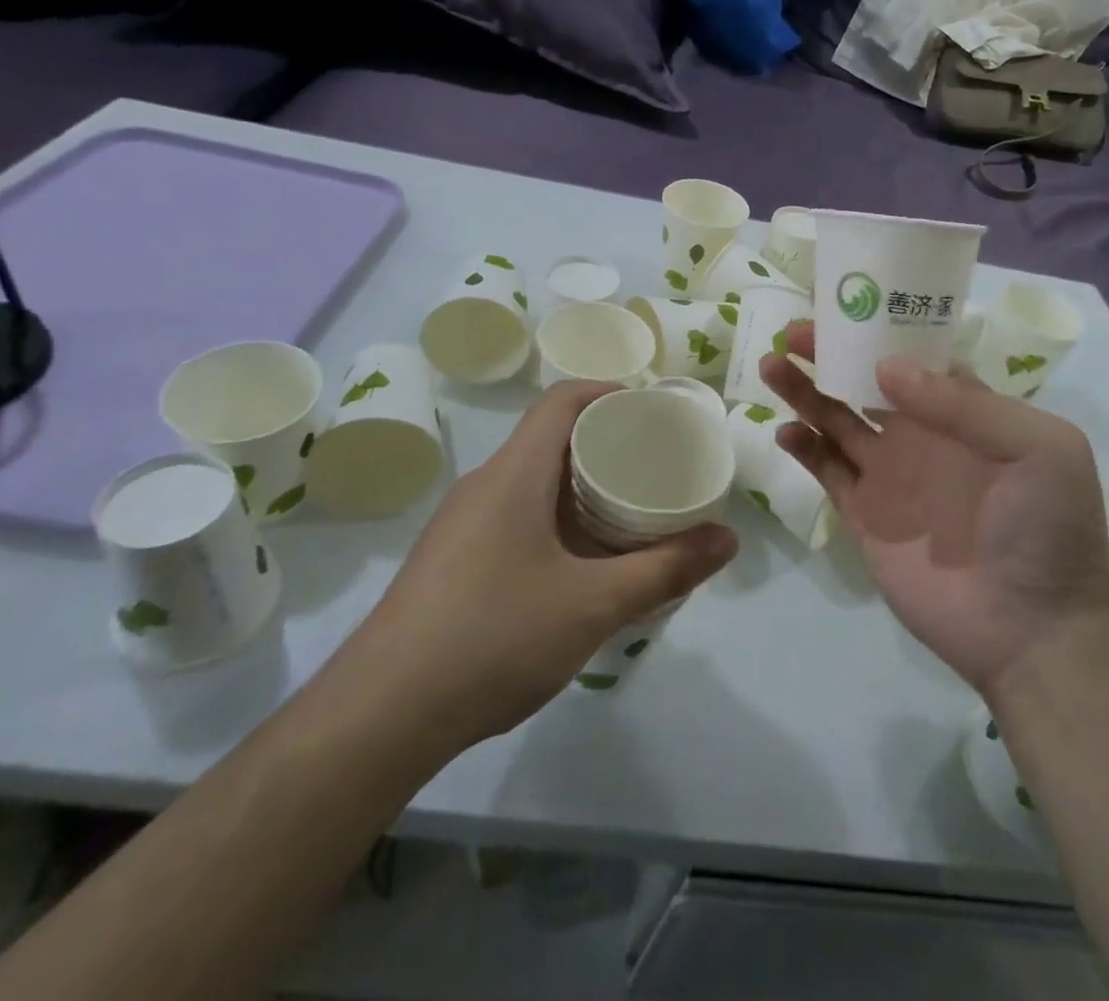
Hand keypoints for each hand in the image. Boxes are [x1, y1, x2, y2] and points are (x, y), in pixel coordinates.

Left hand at [348, 382, 736, 750]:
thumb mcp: (593, 606)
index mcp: (514, 473)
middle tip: (656, 470)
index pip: (562, 400)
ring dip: (581, 490)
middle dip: (606, 446)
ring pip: (532, 483)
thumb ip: (665, 570)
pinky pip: (514, 518)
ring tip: (629, 517)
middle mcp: (484, 485)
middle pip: (551, 439)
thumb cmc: (494, 637)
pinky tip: (579, 569)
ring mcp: (462, 524)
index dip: (609, 392)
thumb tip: (728, 538)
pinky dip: (555, 523)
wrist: (380, 716)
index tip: (654, 413)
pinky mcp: (451, 561)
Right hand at [763, 327, 1108, 698]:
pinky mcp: (865, 514)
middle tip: (792, 335)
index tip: (841, 311)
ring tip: (772, 366)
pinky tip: (785, 430)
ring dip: (805, 393)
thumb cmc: (1047, 528)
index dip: (877, 332)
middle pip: (864, 383)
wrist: (1034, 629)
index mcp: (964, 411)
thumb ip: (964, 403)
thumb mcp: (1037, 448)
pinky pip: (827, 471)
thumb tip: (886, 367)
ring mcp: (890, 475)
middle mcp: (921, 435)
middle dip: (829, 356)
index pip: (913, 358)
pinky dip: (803, 448)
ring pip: (837, 420)